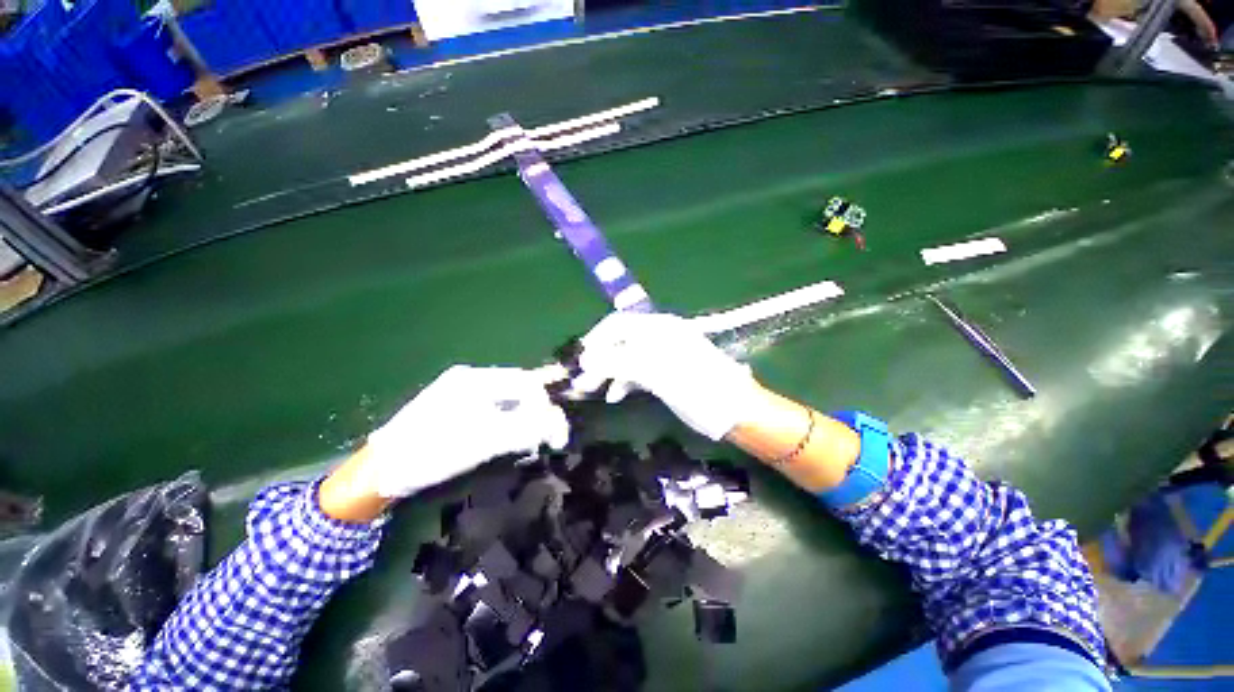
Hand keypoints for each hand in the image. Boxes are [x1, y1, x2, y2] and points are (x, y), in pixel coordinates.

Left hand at [362, 365, 569, 497]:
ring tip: (531, 439)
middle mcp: (471, 378)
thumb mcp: (481, 443)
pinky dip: (509, 421)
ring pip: (508, 398)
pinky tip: (510, 437)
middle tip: (547, 437)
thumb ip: (523, 430)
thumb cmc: (430, 453)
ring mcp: (461, 391)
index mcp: (475, 379)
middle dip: (537, 410)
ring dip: (525, 417)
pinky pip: (494, 408)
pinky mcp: (456, 406)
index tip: (556, 433)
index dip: (545, 404)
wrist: (381, 470)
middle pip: (518, 387)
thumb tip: (556, 425)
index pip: (525, 382)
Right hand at [574, 312, 760, 439]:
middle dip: (598, 360)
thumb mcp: (657, 373)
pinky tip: (616, 396)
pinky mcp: (668, 371)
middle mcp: (660, 335)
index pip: (617, 324)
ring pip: (627, 358)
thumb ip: (619, 362)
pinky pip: (639, 371)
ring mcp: (664, 354)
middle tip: (582, 383)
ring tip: (592, 392)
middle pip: (620, 341)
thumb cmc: (699, 389)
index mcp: (659, 328)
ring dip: (609, 372)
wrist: (736, 411)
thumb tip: (585, 359)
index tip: (578, 361)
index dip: (595, 340)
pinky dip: (625, 381)